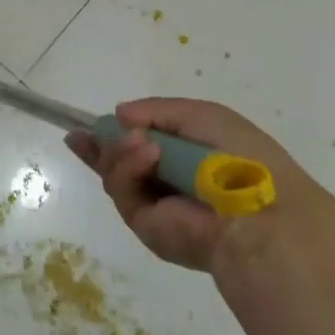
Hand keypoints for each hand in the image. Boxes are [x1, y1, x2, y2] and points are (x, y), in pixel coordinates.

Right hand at [66, 97, 316, 271]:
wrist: (256, 211)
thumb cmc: (238, 156)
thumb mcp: (201, 115)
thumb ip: (157, 110)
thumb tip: (120, 115)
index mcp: (185, 157)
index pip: (141, 144)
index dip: (115, 133)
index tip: (87, 125)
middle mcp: (166, 182)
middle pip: (118, 163)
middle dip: (98, 147)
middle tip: (78, 135)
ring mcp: (154, 205)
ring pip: (115, 173)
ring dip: (120, 150)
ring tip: (139, 140)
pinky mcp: (144, 224)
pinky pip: (123, 190)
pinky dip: (129, 167)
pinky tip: (146, 154)